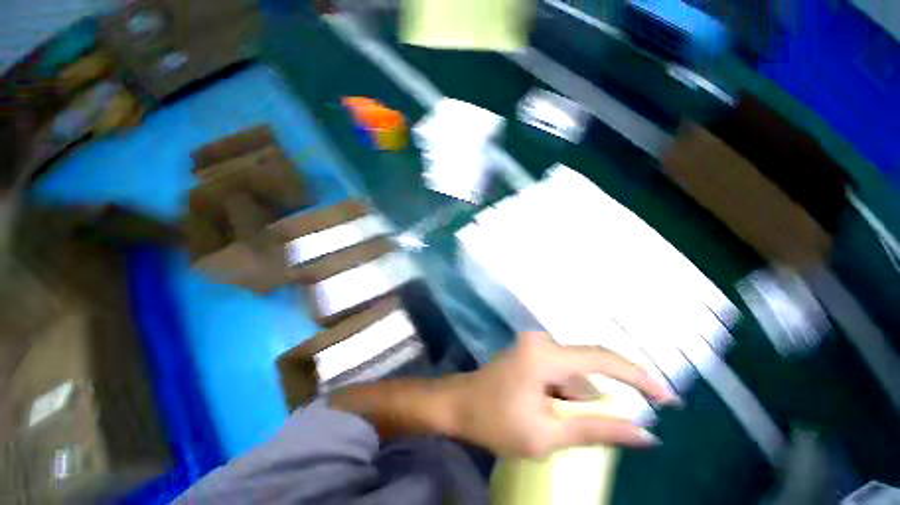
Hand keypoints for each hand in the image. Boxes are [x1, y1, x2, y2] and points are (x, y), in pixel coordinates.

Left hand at [447, 332, 676, 457]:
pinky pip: (560, 373)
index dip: (638, 377)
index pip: (602, 359)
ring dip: (579, 402)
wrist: (458, 405)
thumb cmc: (495, 421)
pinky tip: (551, 414)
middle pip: (587, 370)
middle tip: (609, 432)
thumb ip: (596, 430)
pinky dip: (566, 396)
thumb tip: (645, 434)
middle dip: (600, 402)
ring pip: (573, 375)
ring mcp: (534, 346)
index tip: (668, 399)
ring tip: (558, 426)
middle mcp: (541, 342)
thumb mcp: (547, 434)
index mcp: (545, 355)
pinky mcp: (530, 353)